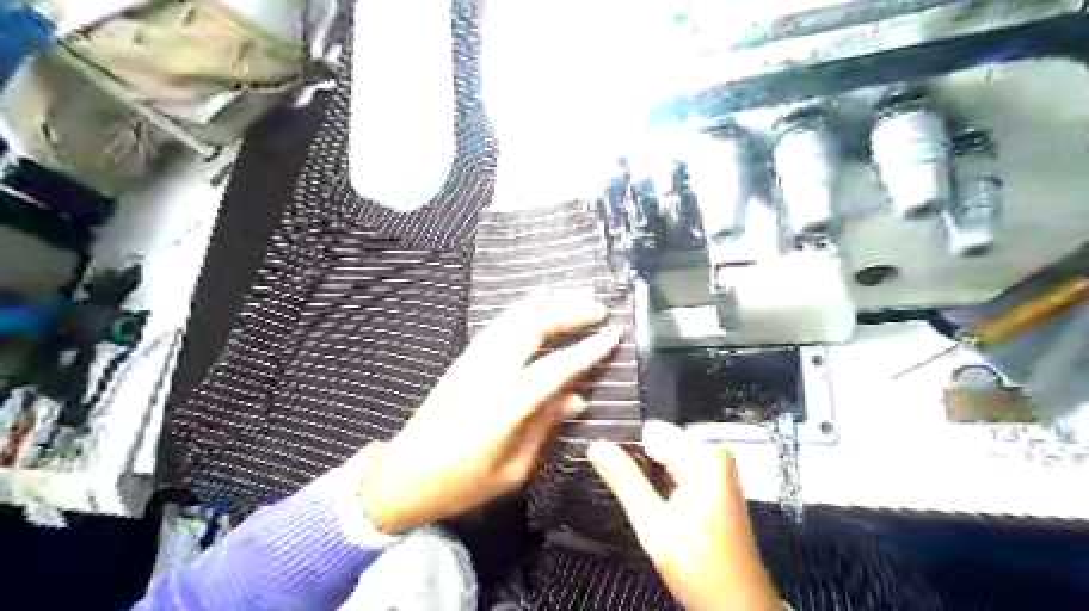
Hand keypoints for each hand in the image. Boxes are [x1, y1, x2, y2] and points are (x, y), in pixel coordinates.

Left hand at [362, 290, 620, 534]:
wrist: (405, 474)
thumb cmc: (463, 482)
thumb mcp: (514, 468)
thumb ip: (546, 425)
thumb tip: (578, 397)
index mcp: (506, 404)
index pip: (556, 366)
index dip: (588, 348)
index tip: (613, 332)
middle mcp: (489, 371)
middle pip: (533, 325)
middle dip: (568, 310)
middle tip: (598, 307)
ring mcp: (473, 359)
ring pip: (515, 317)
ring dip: (548, 303)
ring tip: (576, 297)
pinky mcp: (464, 358)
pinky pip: (500, 324)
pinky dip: (524, 310)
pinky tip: (539, 305)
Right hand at [587, 420, 784, 609]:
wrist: (738, 605)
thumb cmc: (701, 568)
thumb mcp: (653, 524)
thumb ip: (624, 481)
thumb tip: (597, 447)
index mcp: (705, 456)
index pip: (651, 430)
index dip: (625, 446)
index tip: (609, 465)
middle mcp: (715, 455)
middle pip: (660, 441)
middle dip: (637, 461)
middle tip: (625, 490)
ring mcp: (717, 469)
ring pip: (666, 455)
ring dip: (648, 472)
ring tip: (639, 498)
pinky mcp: (715, 483)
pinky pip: (677, 467)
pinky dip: (662, 481)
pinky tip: (655, 503)